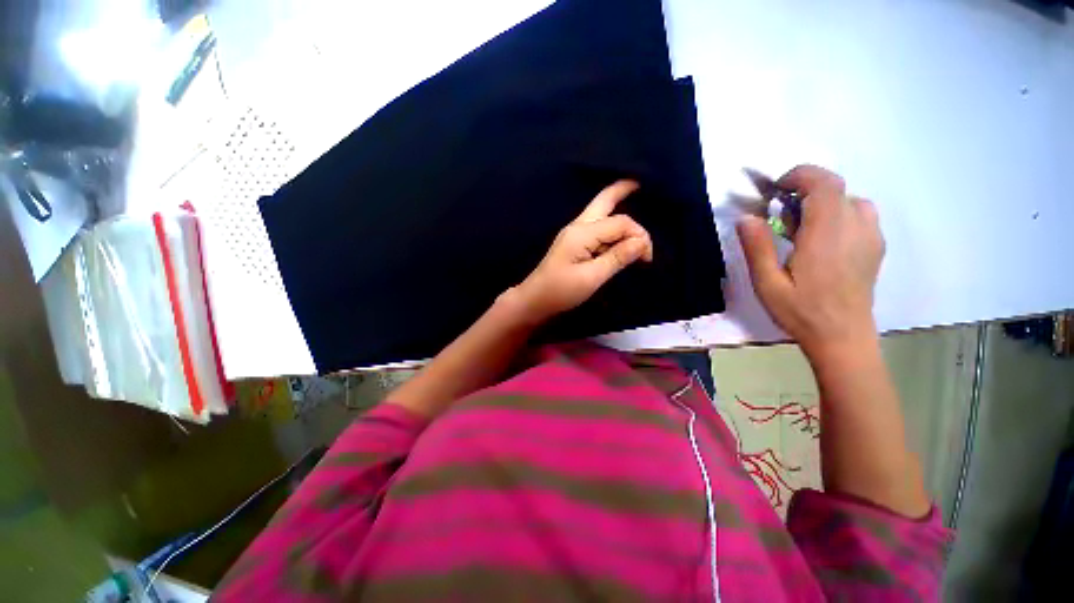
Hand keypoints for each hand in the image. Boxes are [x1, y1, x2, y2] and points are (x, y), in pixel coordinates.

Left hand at [510, 180, 652, 323]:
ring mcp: (575, 234)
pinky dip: (612, 232)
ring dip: (619, 216)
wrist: (535, 300)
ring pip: (600, 214)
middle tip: (639, 183)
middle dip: (621, 190)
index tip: (647, 259)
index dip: (639, 235)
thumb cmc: (561, 291)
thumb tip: (642, 241)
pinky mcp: (574, 244)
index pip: (620, 222)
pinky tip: (621, 241)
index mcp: (583, 233)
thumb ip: (617, 257)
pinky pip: (597, 229)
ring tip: (637, 223)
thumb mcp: (592, 277)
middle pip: (603, 201)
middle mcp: (578, 226)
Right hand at [737, 165, 884, 356]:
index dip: (800, 175)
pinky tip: (823, 240)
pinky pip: (860, 214)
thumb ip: (757, 248)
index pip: (824, 183)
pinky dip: (838, 214)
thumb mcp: (767, 284)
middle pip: (836, 187)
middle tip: (781, 214)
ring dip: (823, 203)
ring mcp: (870, 237)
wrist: (843, 338)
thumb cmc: (801, 312)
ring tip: (802, 228)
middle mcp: (855, 228)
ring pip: (850, 199)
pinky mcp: (876, 247)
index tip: (776, 190)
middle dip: (805, 190)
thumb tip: (746, 217)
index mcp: (826, 235)